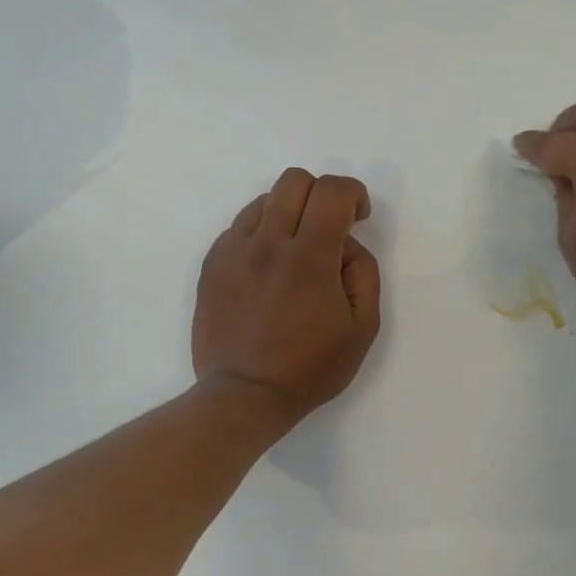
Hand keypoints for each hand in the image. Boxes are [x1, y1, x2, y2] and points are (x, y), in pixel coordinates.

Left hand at [193, 169, 381, 430]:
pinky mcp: (212, 264)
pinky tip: (268, 269)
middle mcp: (267, 243)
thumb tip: (345, 246)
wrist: (245, 395)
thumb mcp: (363, 327)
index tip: (358, 218)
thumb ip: (363, 273)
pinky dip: (262, 234)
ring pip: (264, 200)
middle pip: (294, 180)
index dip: (354, 194)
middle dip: (321, 194)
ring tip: (296, 251)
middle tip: (330, 229)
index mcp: (309, 257)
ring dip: (290, 213)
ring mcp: (233, 251)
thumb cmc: (311, 367)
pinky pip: (240, 227)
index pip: (332, 191)